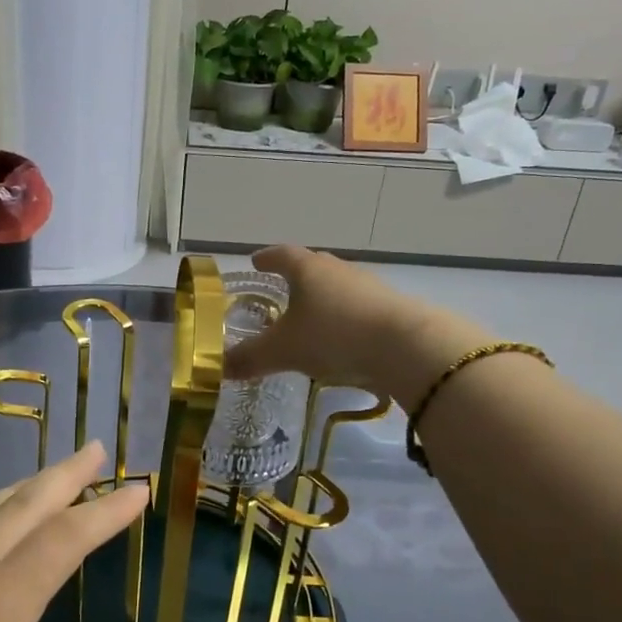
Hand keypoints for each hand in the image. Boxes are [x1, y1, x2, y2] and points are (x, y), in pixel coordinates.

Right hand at [224, 246, 490, 400]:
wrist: (405, 346)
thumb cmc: (334, 336)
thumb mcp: (284, 350)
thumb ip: (250, 358)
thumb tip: (216, 367)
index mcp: (307, 269)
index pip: (281, 254)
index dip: (266, 258)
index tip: (256, 261)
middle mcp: (337, 270)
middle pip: (312, 266)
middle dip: (295, 277)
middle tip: (280, 289)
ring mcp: (368, 286)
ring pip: (338, 286)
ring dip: (323, 298)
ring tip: (311, 317)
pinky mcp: (391, 307)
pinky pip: (358, 307)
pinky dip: (345, 317)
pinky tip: (342, 337)